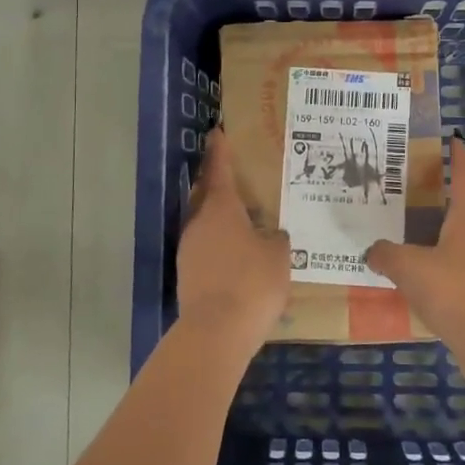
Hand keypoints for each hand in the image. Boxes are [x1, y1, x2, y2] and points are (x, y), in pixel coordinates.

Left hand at [178, 128, 291, 356]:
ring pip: (203, 221)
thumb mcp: (278, 257)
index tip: (217, 132)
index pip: (219, 169)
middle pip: (206, 193)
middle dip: (218, 183)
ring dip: (218, 216)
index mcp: (221, 208)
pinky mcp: (186, 273)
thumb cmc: (252, 284)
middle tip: (236, 177)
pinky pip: (203, 246)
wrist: (215, 332)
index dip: (220, 150)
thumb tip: (272, 234)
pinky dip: (217, 242)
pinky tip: (234, 254)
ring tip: (241, 218)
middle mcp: (199, 222)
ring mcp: (188, 248)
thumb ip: (277, 239)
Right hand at [366, 137, 464, 383]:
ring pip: (461, 258)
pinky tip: (424, 302)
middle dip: (439, 218)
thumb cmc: (452, 290)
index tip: (457, 142)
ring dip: (440, 258)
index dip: (460, 161)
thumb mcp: (408, 267)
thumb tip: (373, 251)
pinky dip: (445, 289)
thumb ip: (386, 255)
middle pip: (462, 222)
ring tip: (410, 266)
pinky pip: (462, 289)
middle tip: (410, 218)